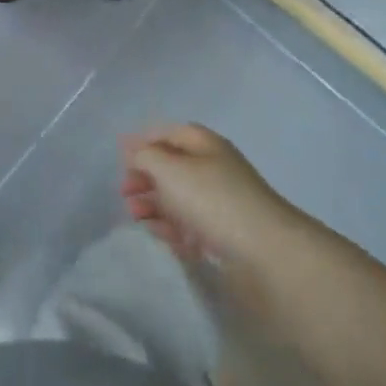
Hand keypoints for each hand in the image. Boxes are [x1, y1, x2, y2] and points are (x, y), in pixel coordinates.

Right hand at [120, 123, 291, 266]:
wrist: (264, 252)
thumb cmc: (211, 199)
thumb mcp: (169, 169)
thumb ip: (145, 156)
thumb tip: (135, 152)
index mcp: (206, 146)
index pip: (171, 133)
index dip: (145, 141)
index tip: (121, 157)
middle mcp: (214, 170)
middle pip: (172, 167)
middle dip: (145, 177)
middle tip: (126, 192)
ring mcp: (220, 204)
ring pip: (179, 199)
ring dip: (153, 205)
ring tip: (136, 216)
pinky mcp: (223, 235)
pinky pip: (190, 226)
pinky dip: (172, 229)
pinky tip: (159, 235)